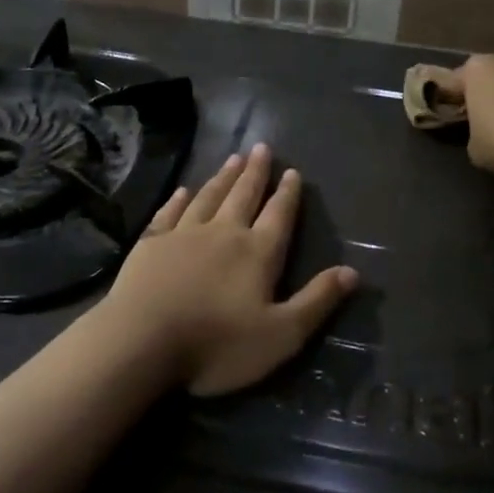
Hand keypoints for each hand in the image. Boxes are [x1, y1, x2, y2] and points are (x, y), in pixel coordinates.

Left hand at [104, 144, 358, 396]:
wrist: (141, 342)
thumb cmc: (217, 344)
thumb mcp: (281, 335)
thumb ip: (316, 302)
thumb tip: (352, 272)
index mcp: (257, 253)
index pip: (279, 215)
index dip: (288, 194)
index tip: (292, 171)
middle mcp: (224, 233)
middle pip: (244, 195)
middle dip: (256, 172)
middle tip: (262, 147)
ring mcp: (184, 234)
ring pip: (209, 196)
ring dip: (224, 177)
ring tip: (234, 158)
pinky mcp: (151, 242)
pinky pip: (170, 212)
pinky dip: (180, 199)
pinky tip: (184, 190)